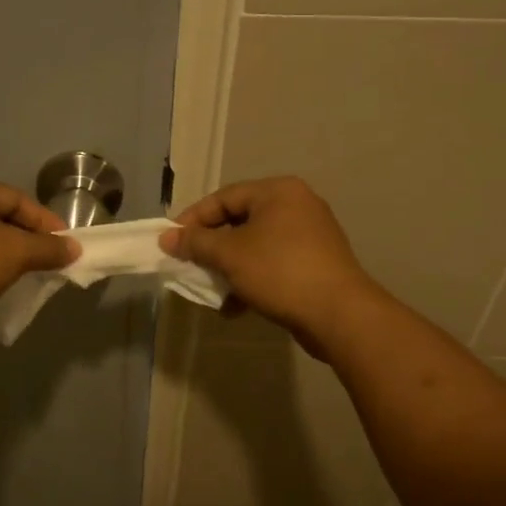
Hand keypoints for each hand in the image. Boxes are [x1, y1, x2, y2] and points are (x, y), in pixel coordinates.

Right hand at [161, 177, 375, 356]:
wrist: (338, 314)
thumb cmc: (279, 272)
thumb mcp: (229, 255)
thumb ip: (195, 243)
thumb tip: (166, 238)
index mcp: (277, 192)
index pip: (223, 197)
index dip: (192, 219)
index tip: (171, 243)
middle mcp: (296, 205)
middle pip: (239, 221)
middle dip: (211, 247)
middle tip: (189, 265)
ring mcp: (310, 235)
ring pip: (255, 246)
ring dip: (229, 268)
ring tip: (212, 291)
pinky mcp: (316, 263)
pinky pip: (273, 264)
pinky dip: (251, 280)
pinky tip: (236, 308)